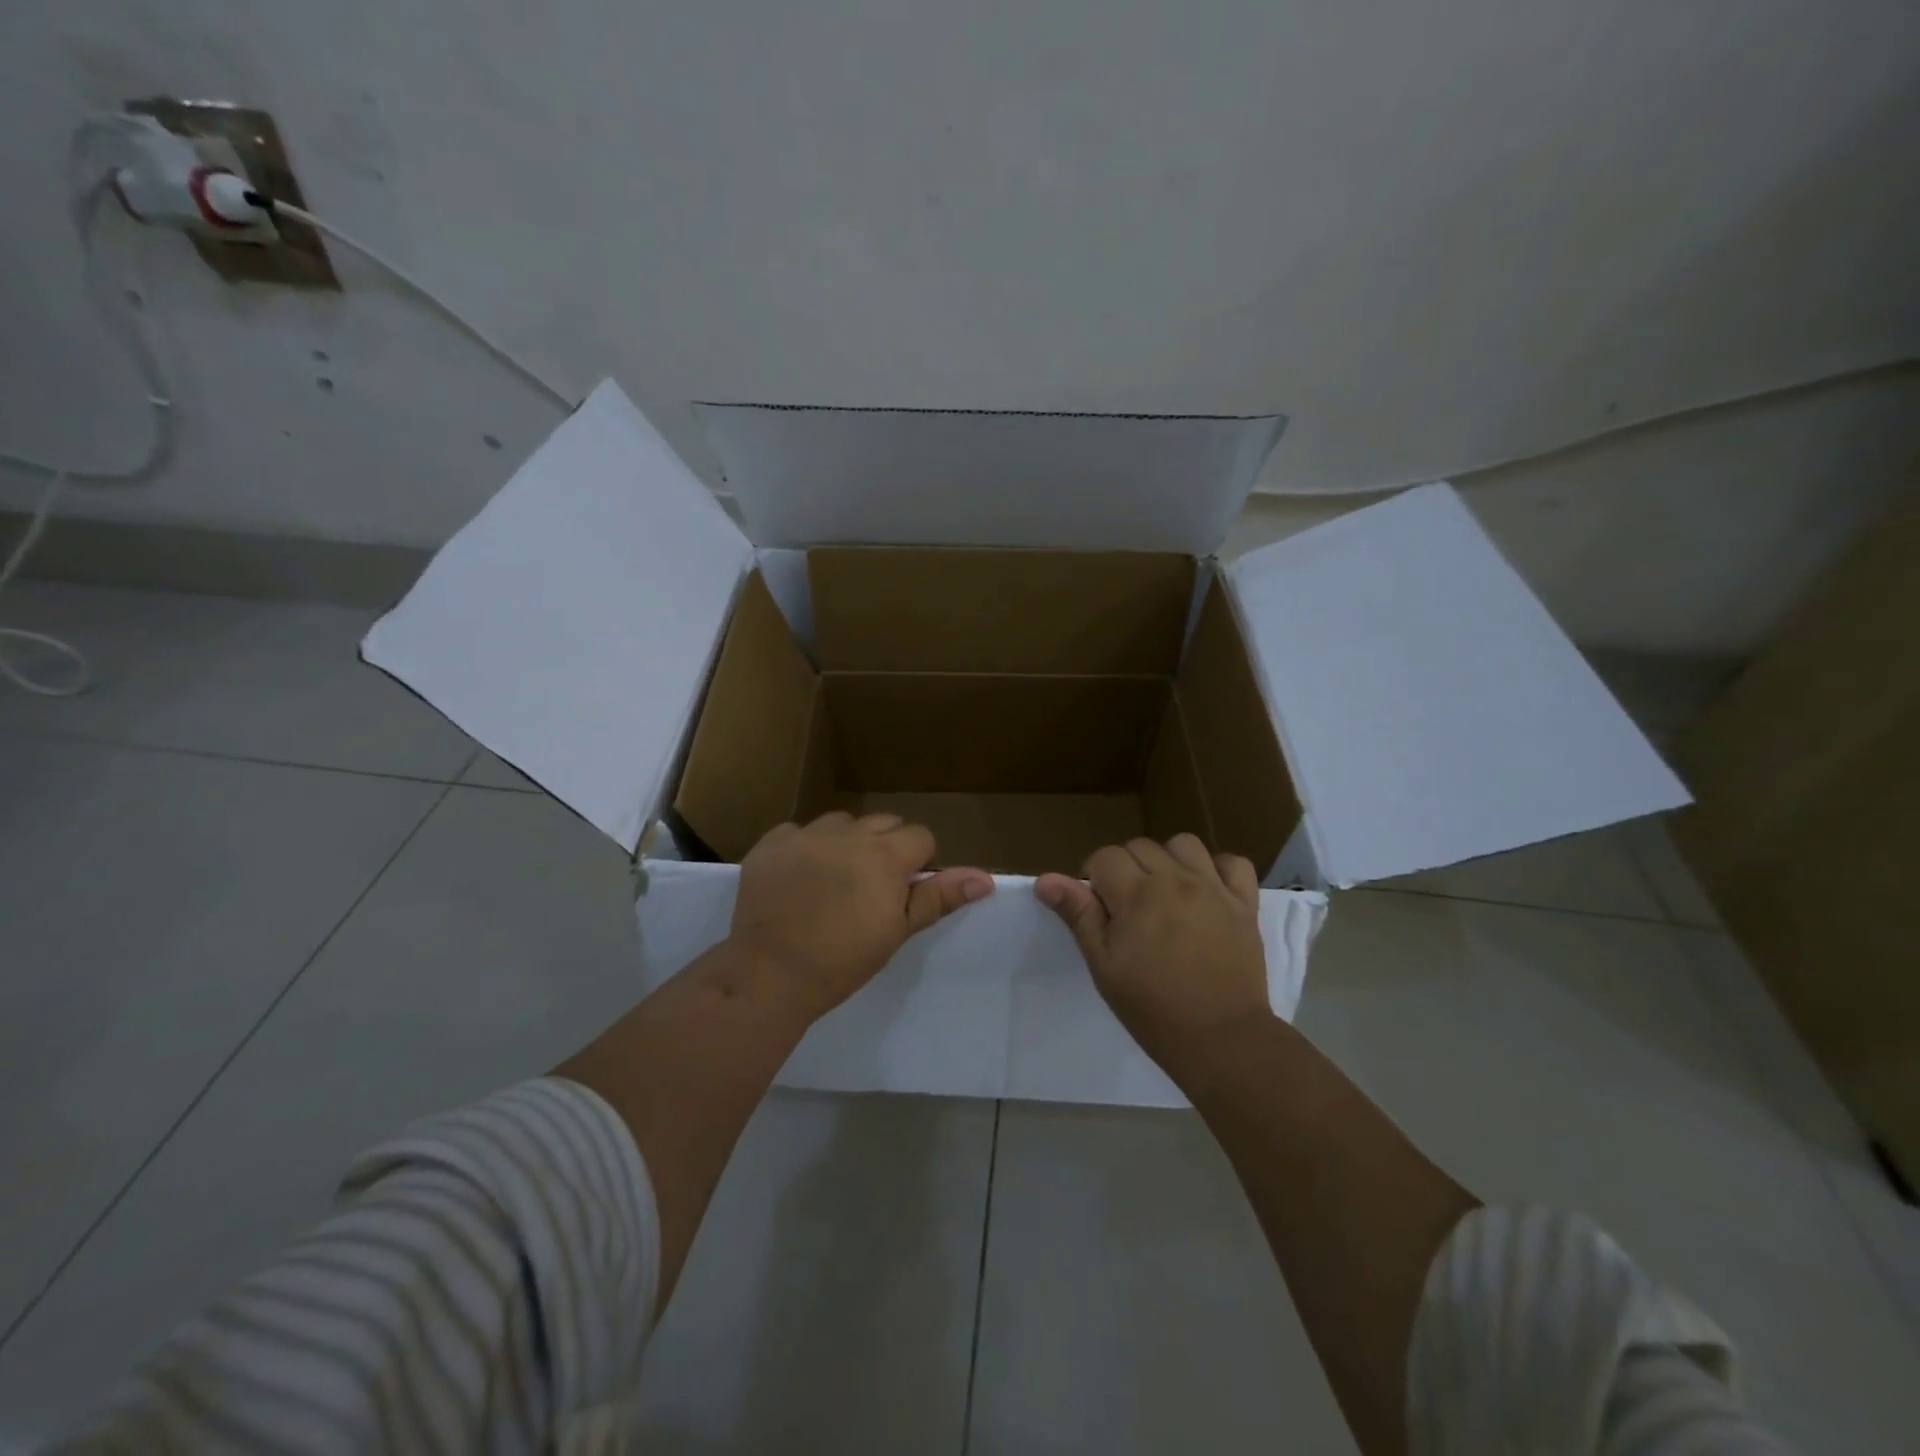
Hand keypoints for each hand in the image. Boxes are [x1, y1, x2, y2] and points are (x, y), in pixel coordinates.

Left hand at [731, 811, 993, 1017]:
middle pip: (883, 823)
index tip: (902, 893)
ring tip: (833, 881)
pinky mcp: (771, 843)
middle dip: (886, 848)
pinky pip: (798, 831)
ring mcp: (806, 834)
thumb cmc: (843, 959)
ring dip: (846, 843)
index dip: (918, 863)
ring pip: (841, 823)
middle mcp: (848, 833)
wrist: (770, 974)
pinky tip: (797, 879)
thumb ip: (938, 897)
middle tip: (871, 889)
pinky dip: (804, 848)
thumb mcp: (897, 930)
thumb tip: (986, 878)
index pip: (920, 836)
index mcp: (885, 854)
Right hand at [1035, 834, 1268, 1064]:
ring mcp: (1214, 889)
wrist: (1221, 1040)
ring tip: (1165, 893)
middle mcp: (1176, 880)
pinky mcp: (1245, 904)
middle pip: (1140, 847)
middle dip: (1126, 868)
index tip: (1098, 909)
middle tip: (1127, 908)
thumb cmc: (1153, 1009)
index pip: (1105, 857)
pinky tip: (1207, 890)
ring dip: (1168, 860)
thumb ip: (1079, 916)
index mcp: (1137, 895)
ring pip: (1185, 845)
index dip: (1094, 878)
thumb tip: (1046, 879)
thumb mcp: (1104, 966)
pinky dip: (1218, 869)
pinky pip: (1233, 863)